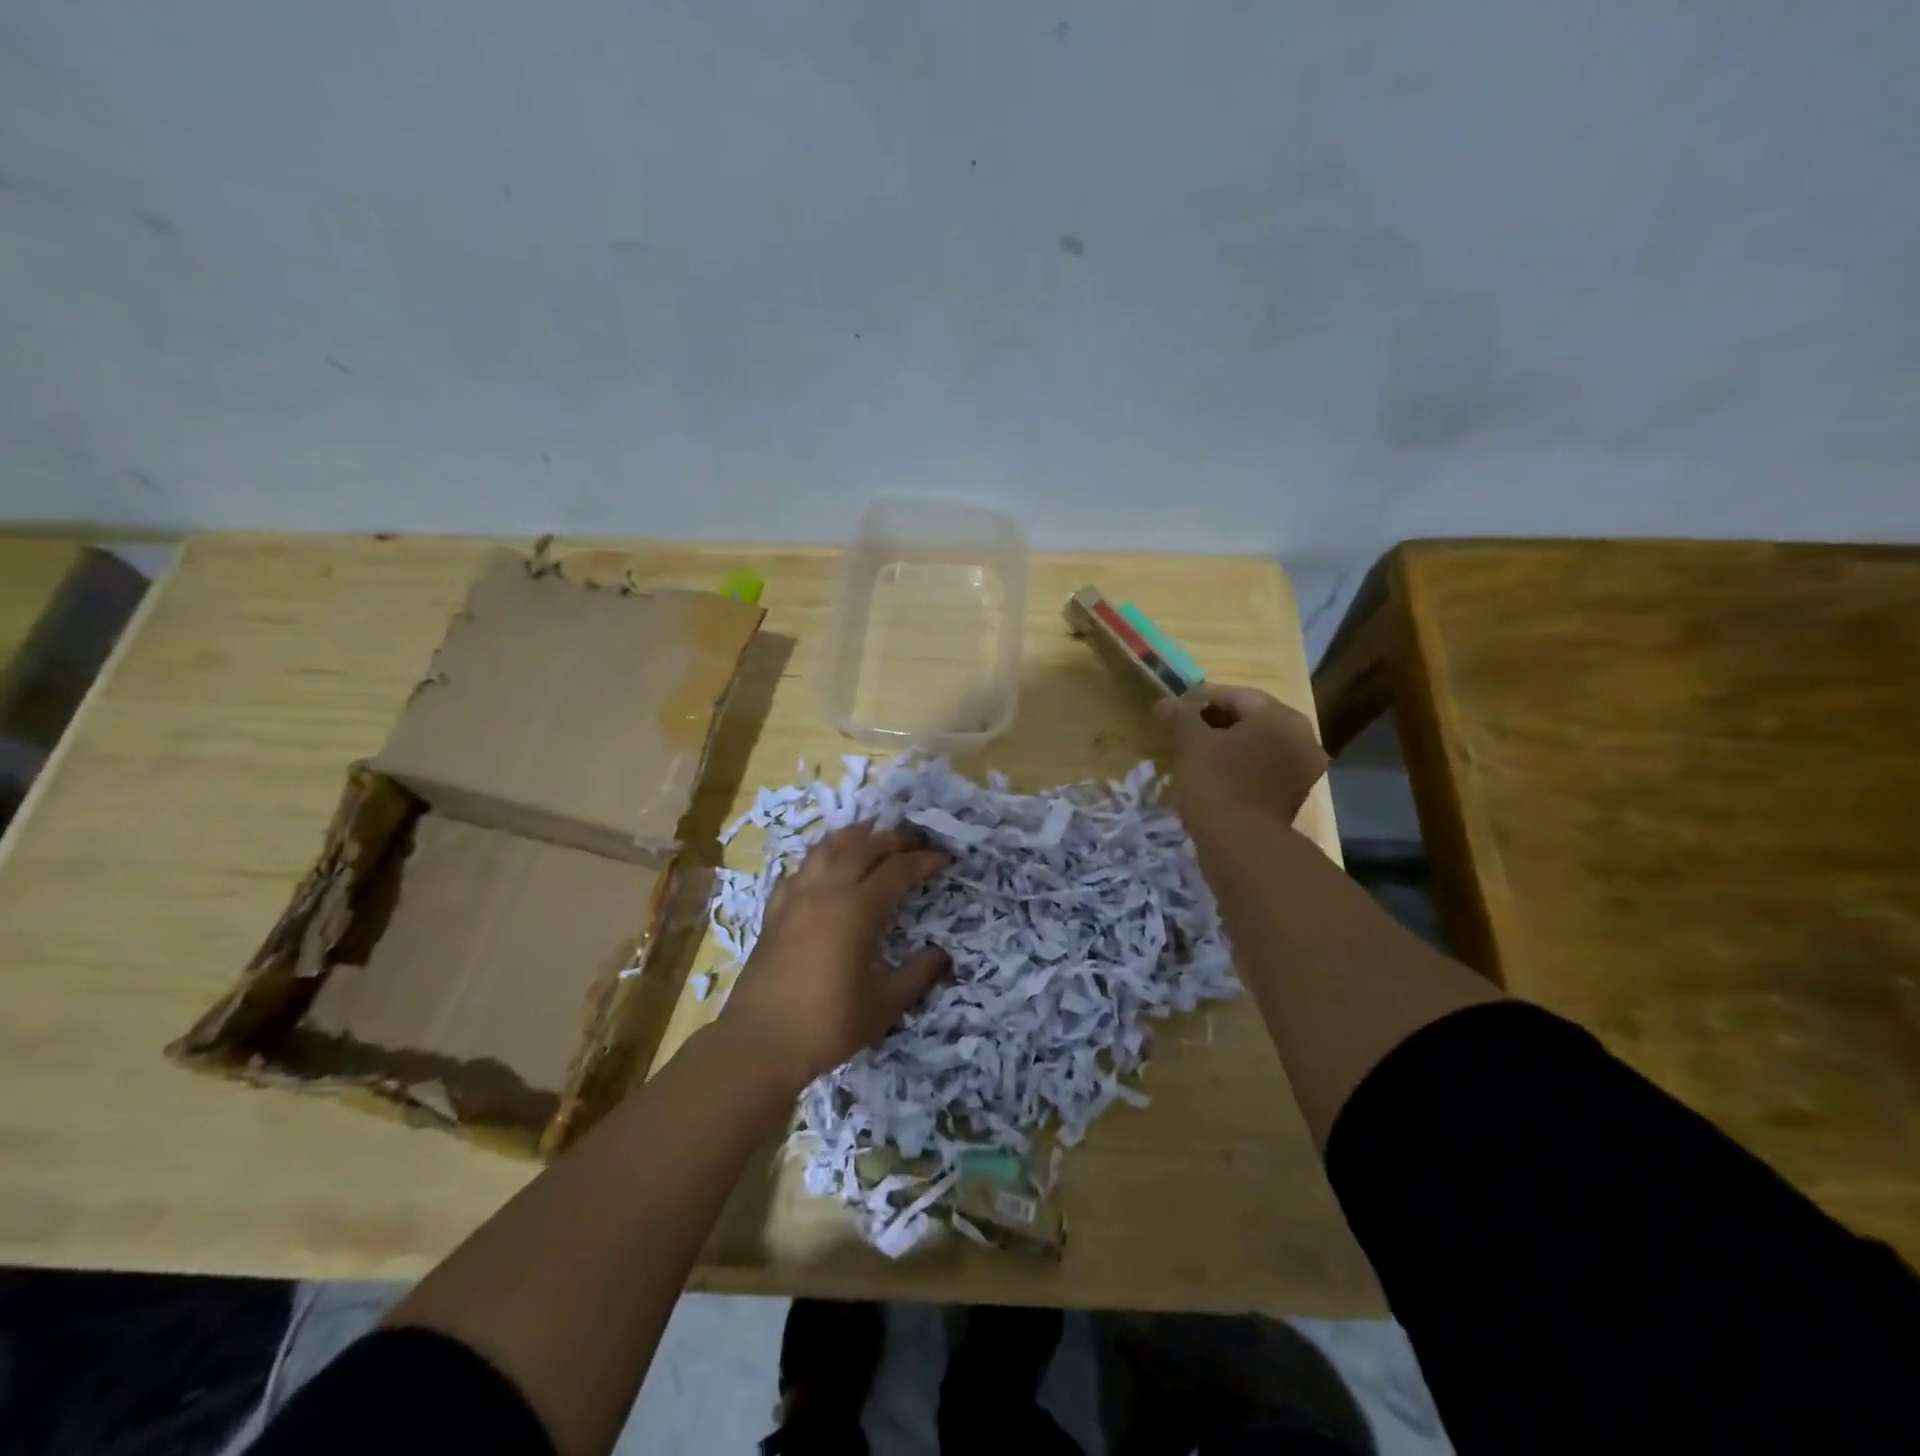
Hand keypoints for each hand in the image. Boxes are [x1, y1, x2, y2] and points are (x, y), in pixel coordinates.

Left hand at [718, 821, 951, 1088]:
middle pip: (863, 847)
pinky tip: (824, 865)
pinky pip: (800, 870)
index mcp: (858, 909)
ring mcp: (796, 898)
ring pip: (827, 849)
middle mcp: (827, 892)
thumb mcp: (885, 1005)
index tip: (944, 859)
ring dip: (854, 836)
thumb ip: (918, 975)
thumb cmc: (828, 1024)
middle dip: (892, 839)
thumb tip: (942, 954)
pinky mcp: (775, 911)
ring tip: (871, 833)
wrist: (759, 1043)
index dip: (923, 861)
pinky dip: (820, 858)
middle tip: (915, 841)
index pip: (897, 870)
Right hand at [1156, 683, 1328, 835]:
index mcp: (1282, 718)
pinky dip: (1238, 767)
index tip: (1174, 709)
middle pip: (1251, 719)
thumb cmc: (1217, 783)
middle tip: (1183, 731)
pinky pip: (1262, 770)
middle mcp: (1302, 738)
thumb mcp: (1190, 742)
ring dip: (1226, 745)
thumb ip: (1180, 715)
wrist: (1241, 846)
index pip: (1237, 695)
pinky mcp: (1293, 797)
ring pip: (1257, 746)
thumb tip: (1166, 703)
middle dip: (1214, 722)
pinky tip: (1212, 776)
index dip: (1201, 699)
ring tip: (1194, 754)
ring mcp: (1302, 771)